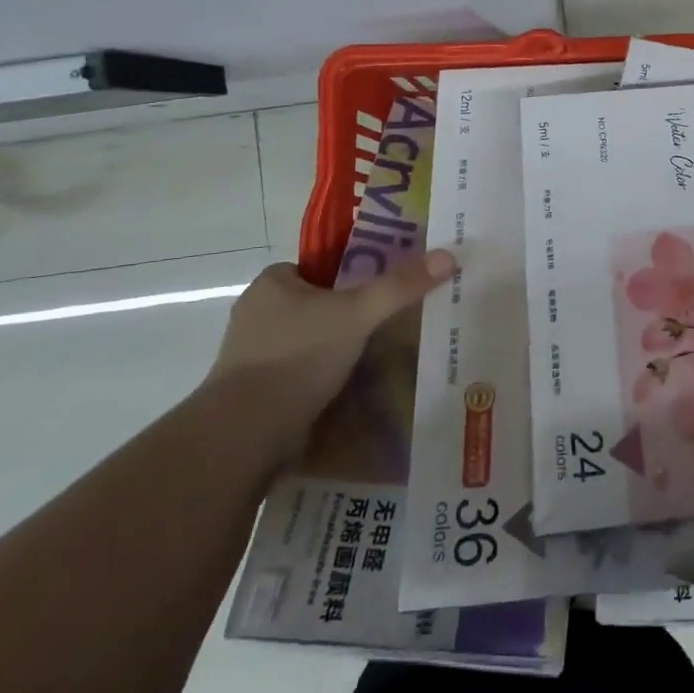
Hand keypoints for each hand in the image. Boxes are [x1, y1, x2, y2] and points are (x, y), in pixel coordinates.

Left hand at [203, 252, 453, 466]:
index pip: (321, 267)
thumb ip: (400, 287)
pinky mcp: (258, 392)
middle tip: (393, 321)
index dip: (355, 273)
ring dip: (341, 347)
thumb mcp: (357, 314)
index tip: (386, 288)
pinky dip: (327, 376)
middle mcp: (258, 314)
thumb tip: (449, 256)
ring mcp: (254, 356)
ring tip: (382, 355)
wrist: (244, 436)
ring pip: (313, 340)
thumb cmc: (297, 358)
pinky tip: (355, 385)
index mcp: (272, 284)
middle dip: (352, 314)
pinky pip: (303, 372)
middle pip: (320, 304)